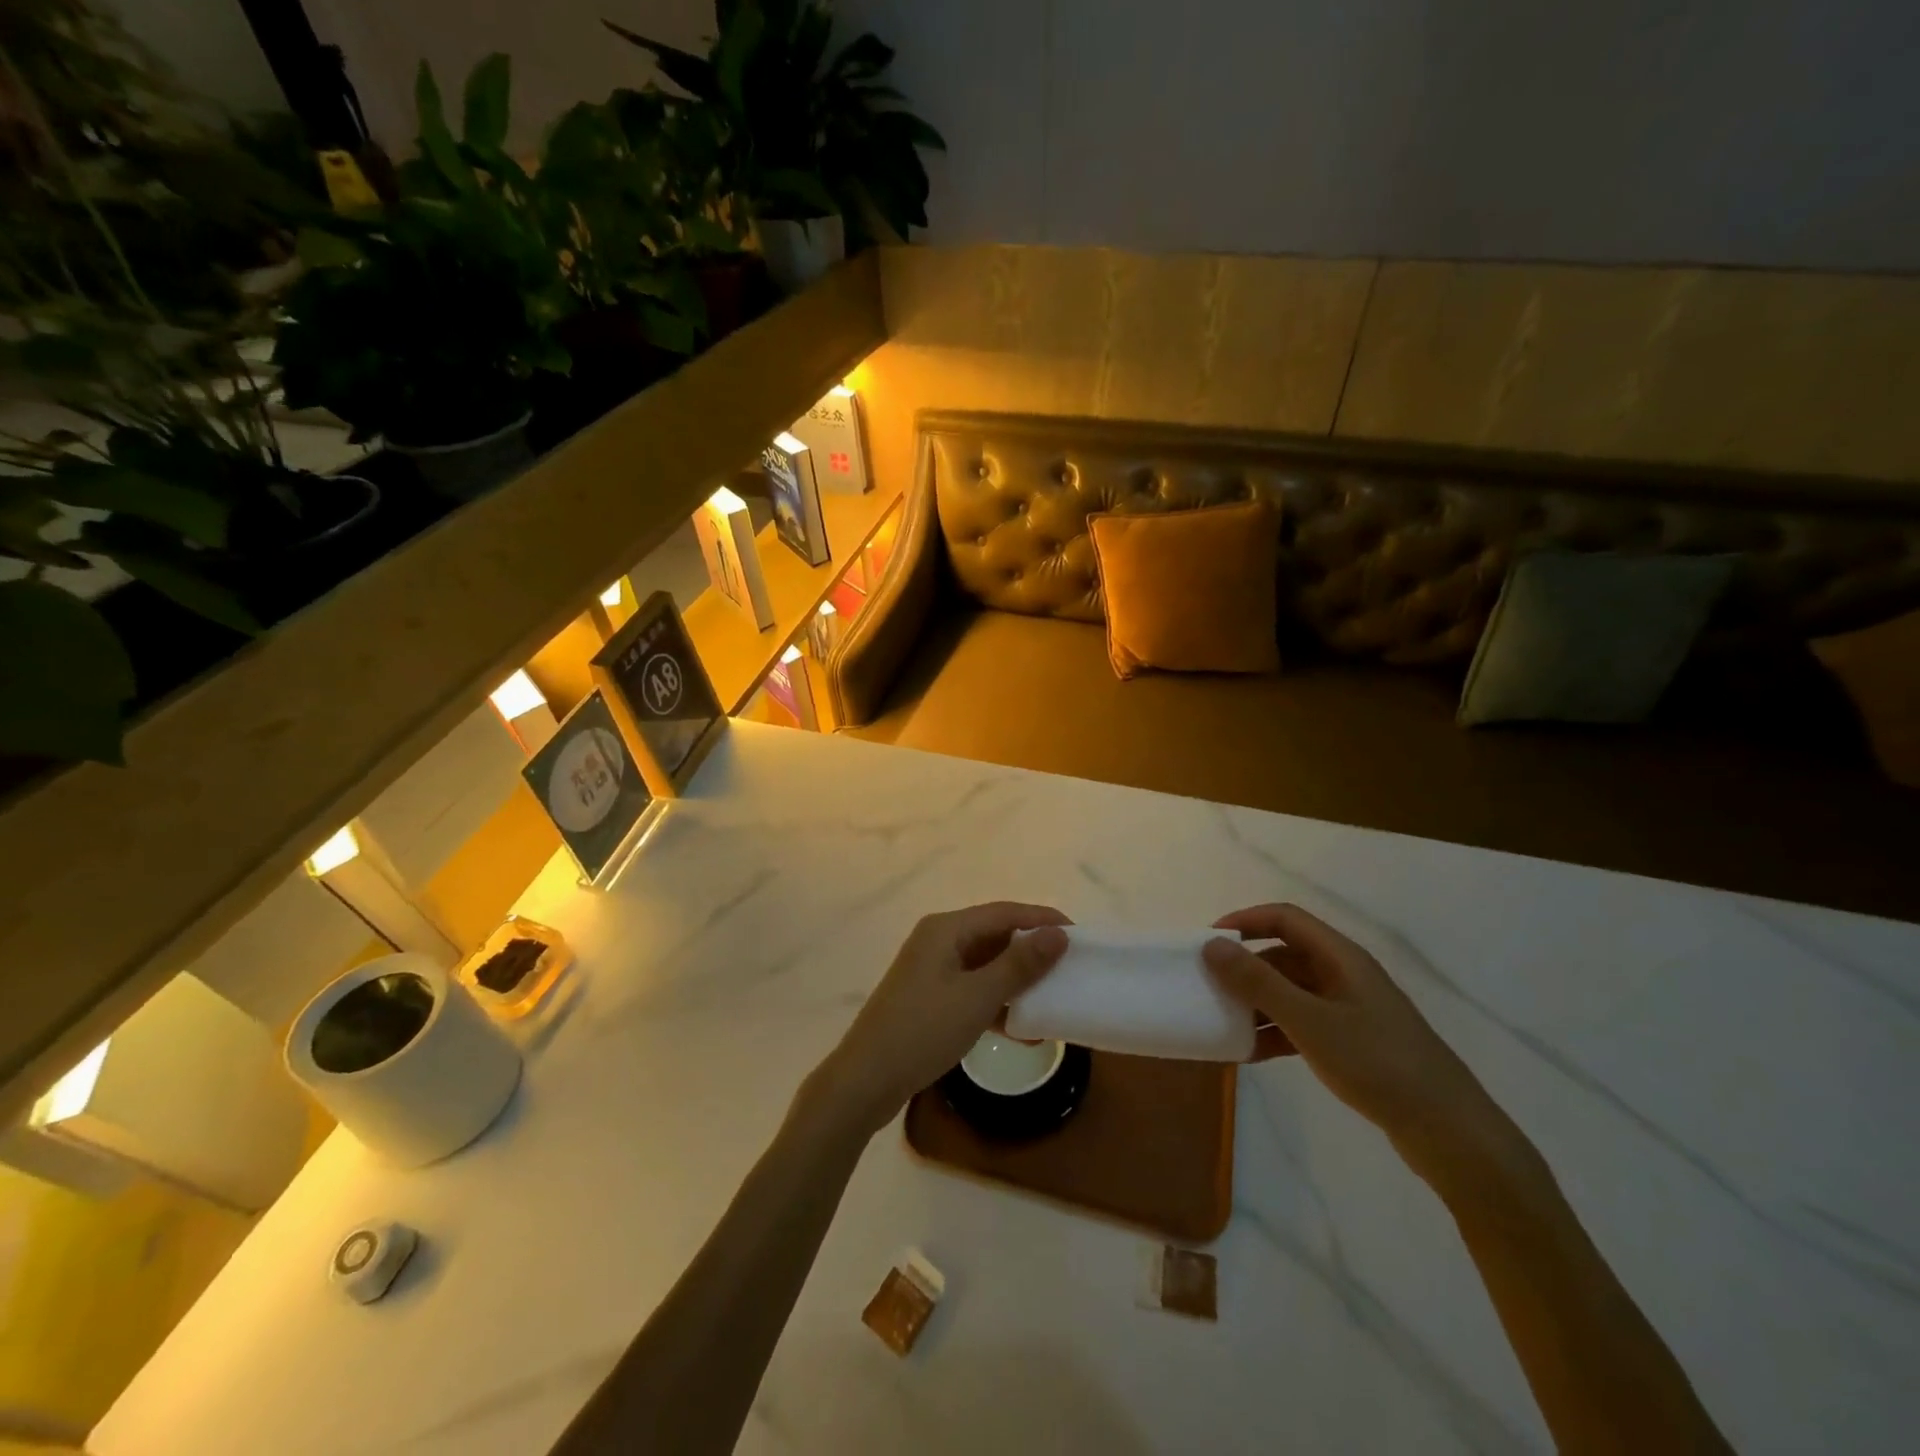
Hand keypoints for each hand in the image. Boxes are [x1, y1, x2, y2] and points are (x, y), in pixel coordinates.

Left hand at [813, 903, 1070, 1136]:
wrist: (866, 1080)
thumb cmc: (923, 1030)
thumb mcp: (978, 997)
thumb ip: (1020, 965)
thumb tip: (1058, 934)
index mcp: (945, 929)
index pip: (1004, 912)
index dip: (1042, 920)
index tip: (1080, 935)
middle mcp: (937, 940)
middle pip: (994, 935)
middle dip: (1031, 951)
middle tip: (1069, 967)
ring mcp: (931, 970)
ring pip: (984, 964)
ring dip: (1016, 980)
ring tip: (1052, 997)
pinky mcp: (929, 998)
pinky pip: (972, 988)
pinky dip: (996, 1001)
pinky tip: (1021, 1027)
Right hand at [1203, 904, 1526, 1187]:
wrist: (1450, 1132)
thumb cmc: (1377, 1063)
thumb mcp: (1309, 1021)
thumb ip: (1258, 982)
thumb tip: (1212, 945)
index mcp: (1341, 957)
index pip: (1285, 918)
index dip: (1244, 921)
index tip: (1209, 941)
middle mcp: (1346, 975)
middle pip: (1286, 955)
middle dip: (1246, 968)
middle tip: (1210, 986)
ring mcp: (1352, 1010)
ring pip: (1293, 992)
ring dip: (1258, 1003)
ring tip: (1225, 1024)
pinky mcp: (1355, 1043)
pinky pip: (1304, 1023)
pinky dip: (1277, 1032)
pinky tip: (1253, 1054)